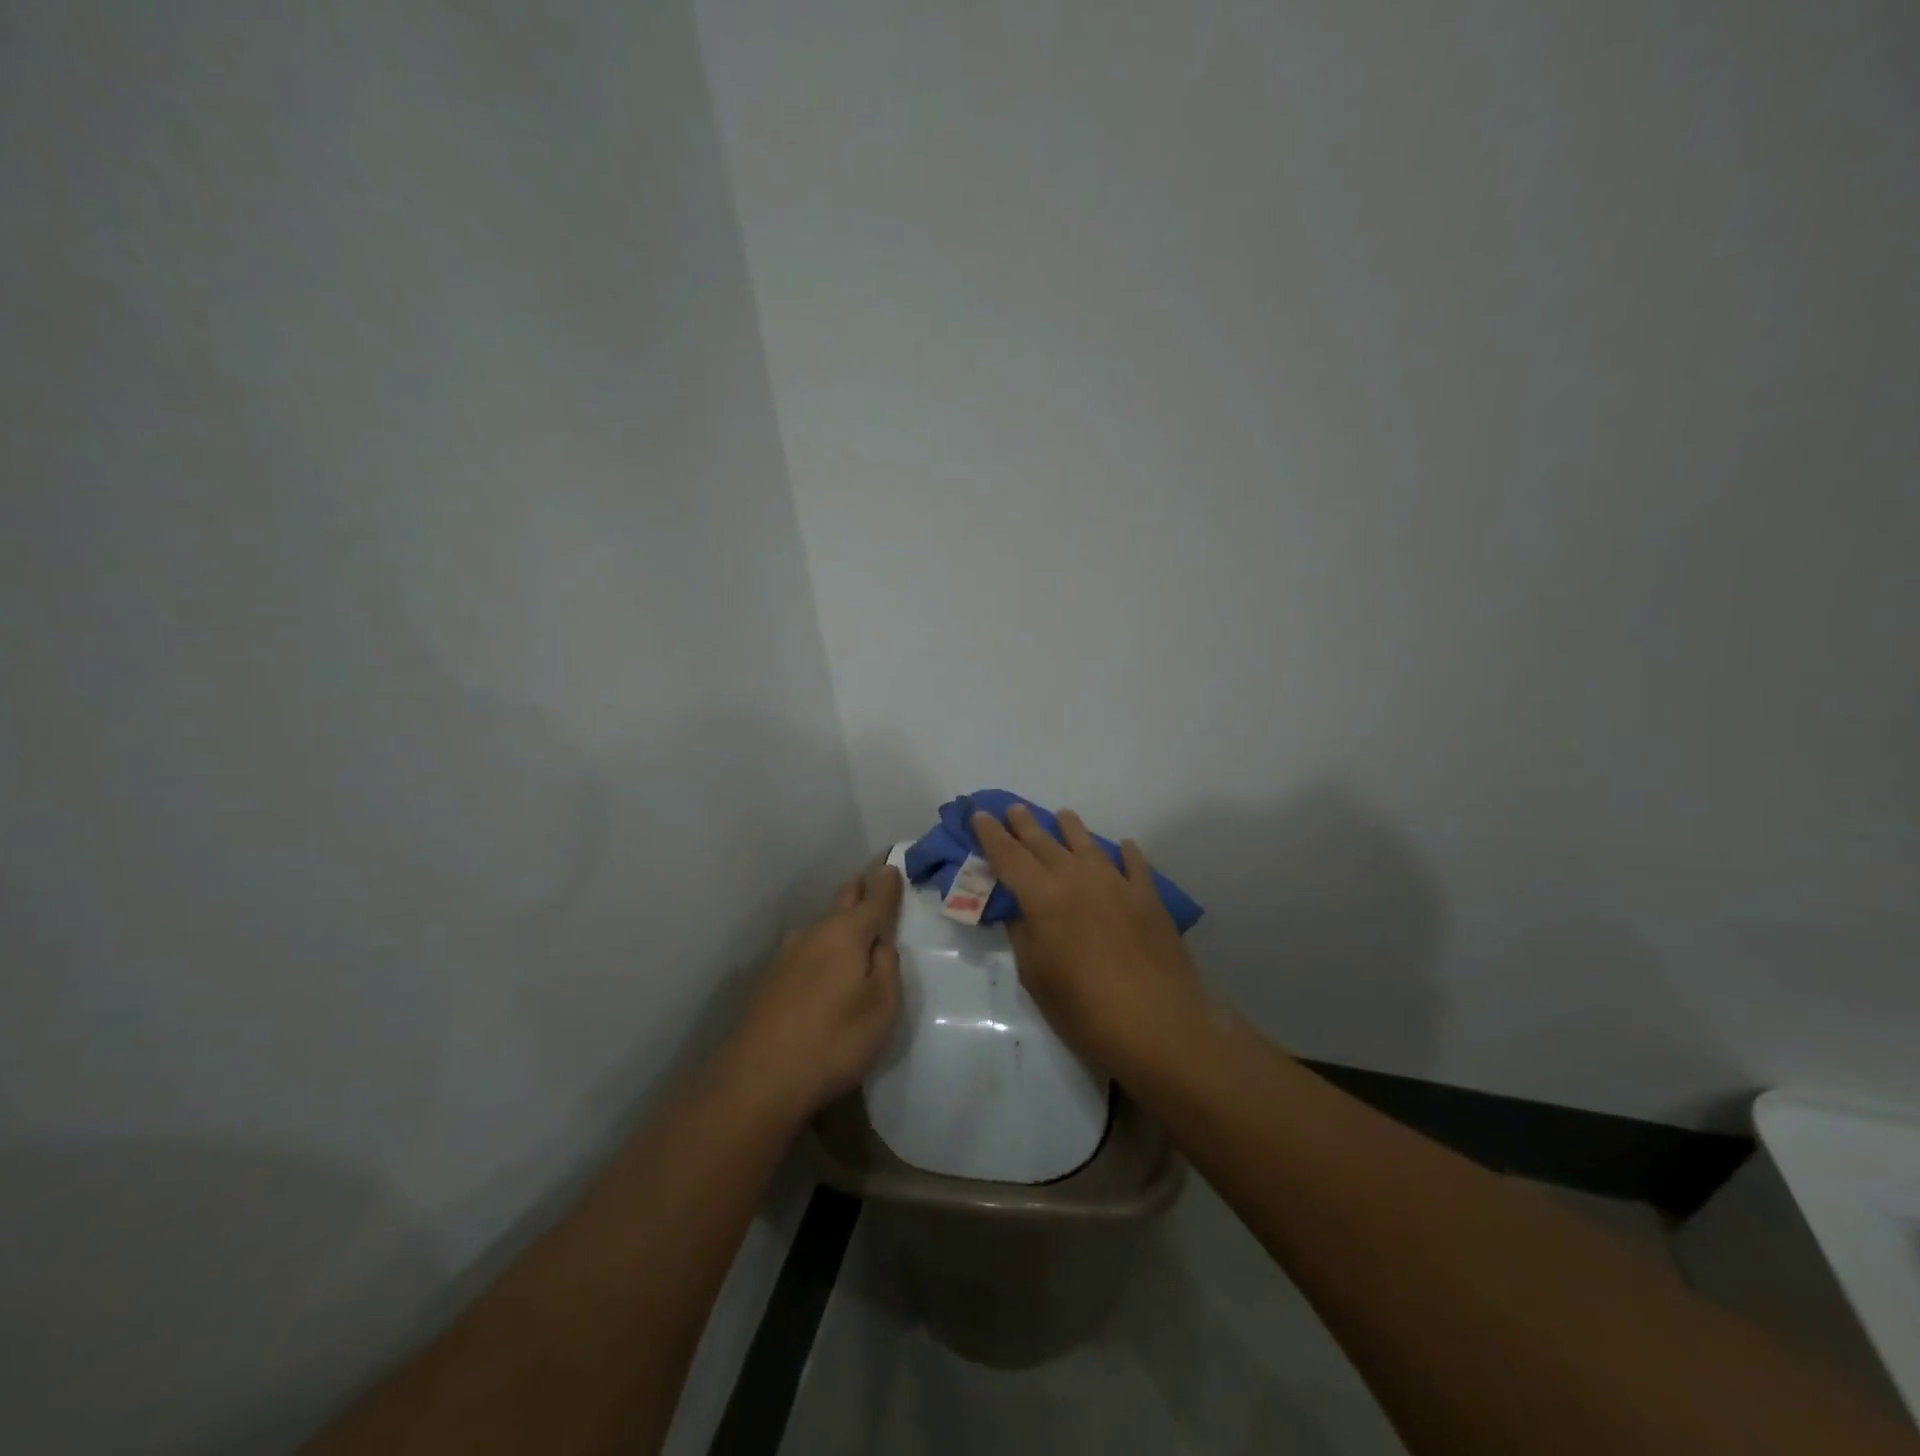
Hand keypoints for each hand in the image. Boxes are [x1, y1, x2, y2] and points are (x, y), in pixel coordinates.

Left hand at [728, 863, 903, 1120]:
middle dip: (860, 891)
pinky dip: (822, 948)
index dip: (887, 882)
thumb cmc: (835, 1040)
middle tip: (874, 884)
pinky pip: (807, 950)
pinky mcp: (771, 979)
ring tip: (853, 930)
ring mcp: (788, 954)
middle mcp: (815, 933)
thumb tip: (880, 941)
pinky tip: (824, 967)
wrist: (759, 1078)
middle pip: (843, 902)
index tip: (893, 865)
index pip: (874, 898)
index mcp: (847, 933)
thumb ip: (887, 965)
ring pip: (822, 927)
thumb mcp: (882, 1006)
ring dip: (839, 922)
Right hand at [972, 804, 1208, 1077]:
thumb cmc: (1085, 1009)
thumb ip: (1022, 935)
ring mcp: (1117, 884)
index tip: (979, 815)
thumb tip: (1017, 909)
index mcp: (1044, 897)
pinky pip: (1134, 864)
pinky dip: (1126, 852)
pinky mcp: (1149, 897)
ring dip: (1070, 827)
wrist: (1158, 1025)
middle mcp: (1077, 878)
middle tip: (1013, 809)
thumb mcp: (1036, 977)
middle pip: (1045, 842)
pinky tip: (1124, 846)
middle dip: (1025, 825)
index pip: (1009, 856)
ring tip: (1062, 815)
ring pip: (1088, 844)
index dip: (991, 835)